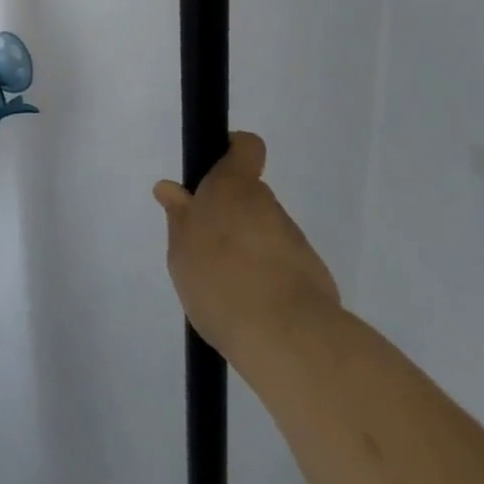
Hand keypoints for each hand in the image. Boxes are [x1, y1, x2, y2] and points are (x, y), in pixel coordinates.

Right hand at [154, 133, 341, 361]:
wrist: (285, 336)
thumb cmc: (219, 279)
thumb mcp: (181, 249)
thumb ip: (179, 217)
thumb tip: (170, 189)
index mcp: (232, 187)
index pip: (245, 146)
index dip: (232, 151)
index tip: (214, 173)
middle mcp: (266, 204)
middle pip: (249, 197)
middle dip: (230, 217)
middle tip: (206, 249)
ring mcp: (294, 239)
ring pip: (264, 233)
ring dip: (248, 250)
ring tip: (226, 289)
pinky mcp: (312, 275)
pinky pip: (281, 266)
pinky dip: (267, 280)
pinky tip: (251, 311)